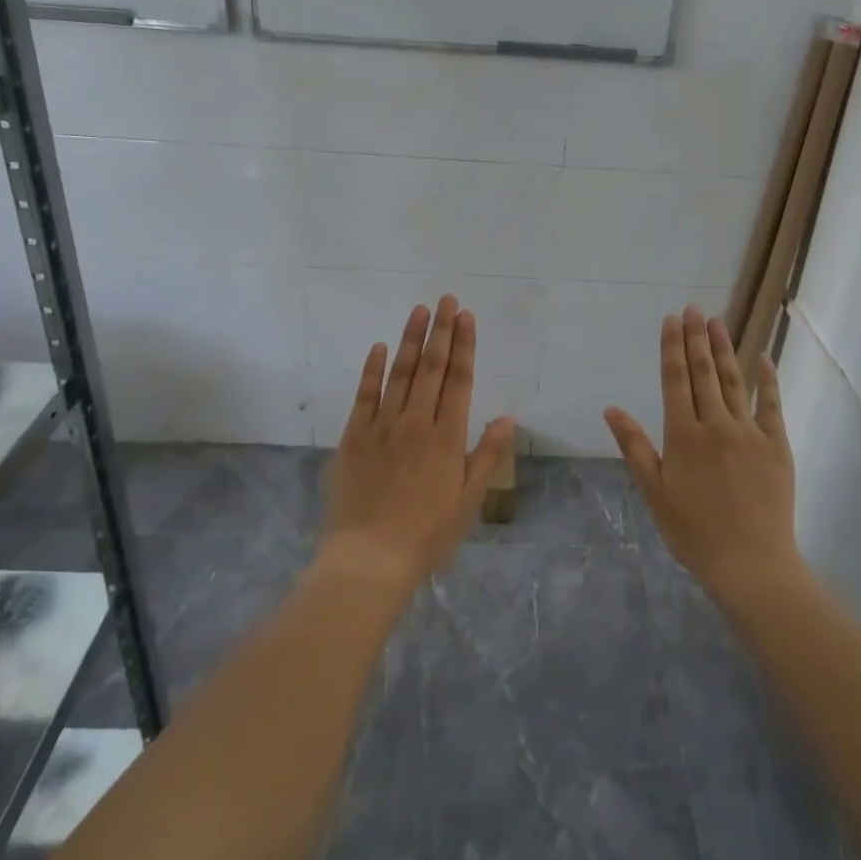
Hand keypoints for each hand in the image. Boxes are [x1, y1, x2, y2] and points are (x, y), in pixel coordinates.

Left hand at [320, 296, 516, 598]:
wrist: (368, 560)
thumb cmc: (426, 535)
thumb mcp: (468, 500)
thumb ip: (486, 455)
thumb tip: (507, 417)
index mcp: (447, 437)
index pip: (460, 380)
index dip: (465, 346)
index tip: (466, 316)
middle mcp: (416, 422)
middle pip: (432, 368)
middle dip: (441, 331)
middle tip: (446, 299)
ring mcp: (382, 427)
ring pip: (400, 374)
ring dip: (410, 340)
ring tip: (419, 310)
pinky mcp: (353, 437)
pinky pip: (364, 396)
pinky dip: (371, 370)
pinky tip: (378, 347)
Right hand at [604, 307, 799, 602]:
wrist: (750, 563)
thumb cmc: (693, 531)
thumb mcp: (654, 492)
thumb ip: (634, 446)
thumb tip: (611, 409)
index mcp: (683, 435)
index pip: (675, 380)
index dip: (672, 348)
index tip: (671, 321)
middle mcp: (716, 425)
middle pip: (704, 373)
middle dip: (696, 338)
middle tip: (693, 309)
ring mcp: (750, 433)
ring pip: (734, 382)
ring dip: (725, 349)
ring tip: (719, 322)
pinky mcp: (777, 446)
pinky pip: (772, 406)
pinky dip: (767, 380)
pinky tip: (764, 358)